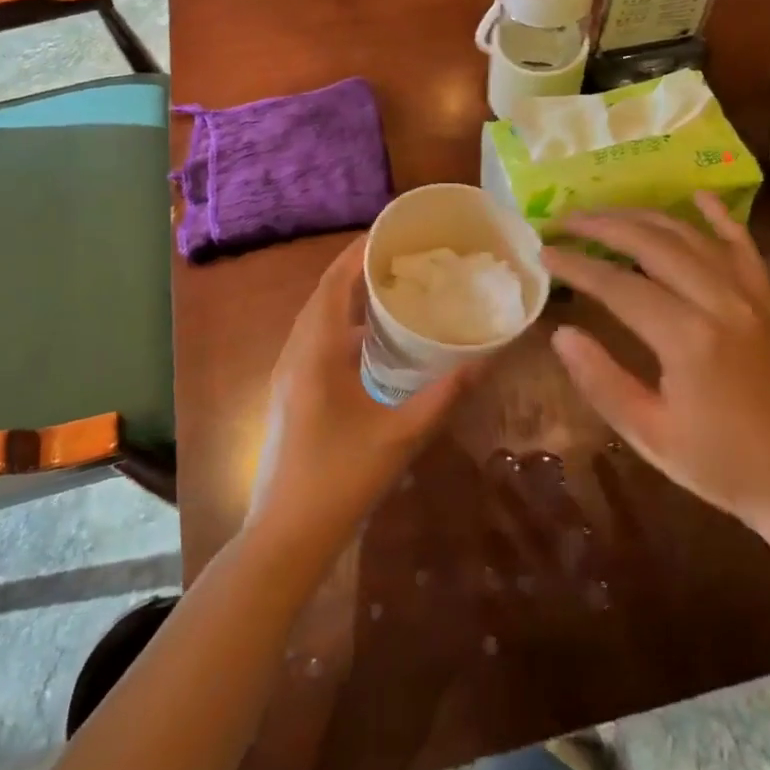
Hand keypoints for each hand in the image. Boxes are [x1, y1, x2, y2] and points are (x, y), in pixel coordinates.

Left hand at [248, 237, 479, 560]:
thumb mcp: (399, 438)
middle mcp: (296, 352)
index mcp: (315, 352)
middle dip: (357, 268)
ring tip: (390, 286)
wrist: (283, 537)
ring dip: (348, 296)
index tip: (391, 232)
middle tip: (400, 255)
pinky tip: (373, 340)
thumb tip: (485, 360)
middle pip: (324, 294)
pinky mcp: (291, 391)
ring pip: (317, 317)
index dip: (359, 253)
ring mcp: (289, 373)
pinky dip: (342, 324)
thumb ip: (443, 396)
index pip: (335, 284)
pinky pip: (316, 339)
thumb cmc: (339, 481)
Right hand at [542, 193, 769, 532]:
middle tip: (563, 220)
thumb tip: (561, 334)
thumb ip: (602, 381)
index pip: (617, 284)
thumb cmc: (720, 465)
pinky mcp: (767, 300)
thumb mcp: (650, 435)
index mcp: (687, 338)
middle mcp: (719, 302)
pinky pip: (743, 245)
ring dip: (642, 216)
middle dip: (601, 225)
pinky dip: (718, 217)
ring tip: (604, 211)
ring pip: (689, 236)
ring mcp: (749, 296)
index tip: (543, 252)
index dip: (576, 264)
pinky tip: (696, 195)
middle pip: (651, 243)